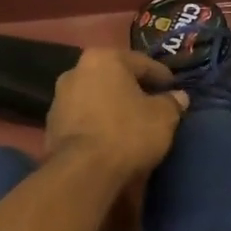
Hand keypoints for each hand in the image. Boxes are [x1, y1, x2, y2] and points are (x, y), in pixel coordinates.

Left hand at [45, 48, 187, 181]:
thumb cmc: (127, 133)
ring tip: (132, 124)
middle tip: (154, 105)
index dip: (162, 77)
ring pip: (97, 98)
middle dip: (134, 90)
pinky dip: (99, 124)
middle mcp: (76, 70)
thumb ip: (172, 102)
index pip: (142, 63)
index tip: (174, 89)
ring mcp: (59, 99)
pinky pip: (84, 119)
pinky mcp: (51, 126)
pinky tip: (112, 138)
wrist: (83, 171)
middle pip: (115, 78)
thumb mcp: (163, 117)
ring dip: (114, 107)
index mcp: (104, 59)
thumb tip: (179, 97)